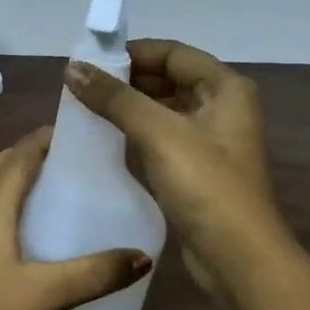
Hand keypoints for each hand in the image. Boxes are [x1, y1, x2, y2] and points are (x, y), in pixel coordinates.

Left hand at [0, 128, 152, 309]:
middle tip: (59, 161)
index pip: (19, 156)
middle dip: (25, 155)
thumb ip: (94, 274)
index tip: (72, 133)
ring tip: (36, 192)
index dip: (43, 139)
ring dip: (4, 179)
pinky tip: (4, 235)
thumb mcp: (46, 294)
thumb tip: (143, 258)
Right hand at [64, 39, 283, 298]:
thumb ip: (115, 98)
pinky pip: (162, 137)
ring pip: (163, 109)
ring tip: (85, 110)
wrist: (237, 257)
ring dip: (129, 107)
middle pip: (168, 79)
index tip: (89, 62)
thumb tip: (72, 68)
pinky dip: (136, 133)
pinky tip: (106, 139)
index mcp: (225, 87)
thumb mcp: (159, 133)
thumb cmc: (205, 185)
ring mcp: (211, 140)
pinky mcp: (198, 169)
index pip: (172, 53)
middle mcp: (223, 107)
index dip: (132, 53)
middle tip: (81, 87)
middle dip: (127, 80)